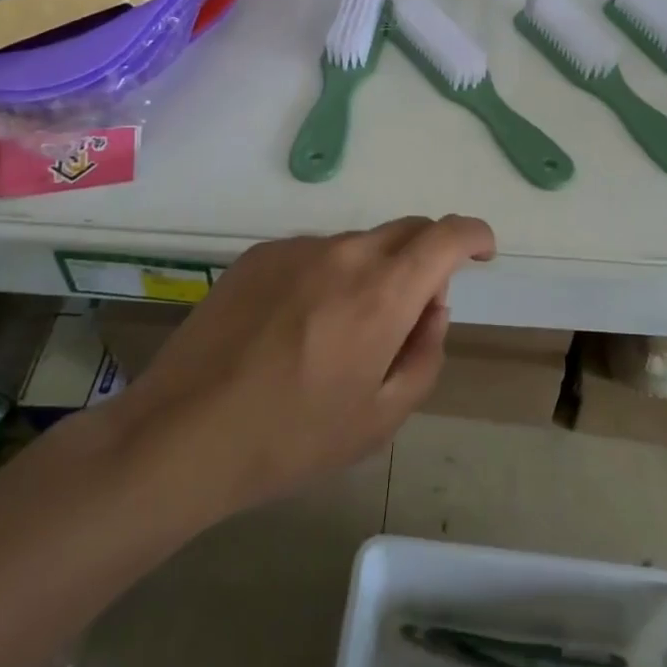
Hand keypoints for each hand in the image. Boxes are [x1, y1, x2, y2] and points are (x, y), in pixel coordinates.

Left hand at [108, 215, 495, 516]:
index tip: (482, 253)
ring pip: (358, 244)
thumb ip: (426, 351)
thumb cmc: (294, 436)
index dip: (474, 236)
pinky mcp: (258, 255)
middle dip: (427, 256)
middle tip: (414, 308)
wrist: (183, 433)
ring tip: (341, 332)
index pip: (447, 235)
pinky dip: (328, 275)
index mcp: (383, 291)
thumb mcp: (382, 416)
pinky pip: (314, 253)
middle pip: (406, 230)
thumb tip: (432, 305)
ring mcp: (296, 248)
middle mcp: (344, 252)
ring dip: (373, 271)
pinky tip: (296, 325)